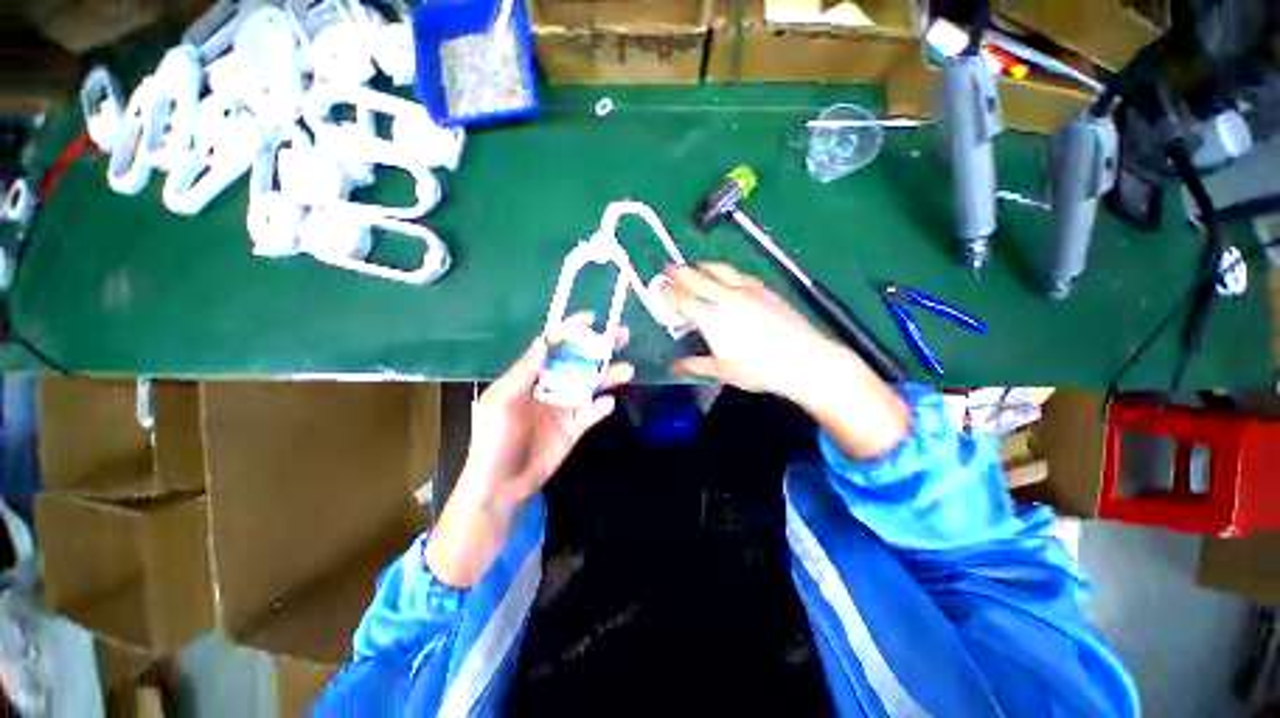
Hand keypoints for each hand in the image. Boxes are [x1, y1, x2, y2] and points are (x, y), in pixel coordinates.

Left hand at [426, 320, 633, 587]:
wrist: (501, 484)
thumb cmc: (494, 439)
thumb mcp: (501, 402)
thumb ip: (524, 372)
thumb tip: (544, 340)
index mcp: (530, 376)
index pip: (553, 347)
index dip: (570, 332)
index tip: (590, 319)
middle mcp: (550, 387)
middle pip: (579, 362)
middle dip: (599, 349)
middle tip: (621, 336)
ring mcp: (564, 407)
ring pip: (591, 385)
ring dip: (609, 376)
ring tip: (627, 370)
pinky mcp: (575, 427)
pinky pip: (592, 412)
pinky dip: (601, 407)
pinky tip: (607, 404)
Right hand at [662, 263, 907, 458]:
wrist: (802, 358)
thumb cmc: (758, 369)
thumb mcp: (722, 371)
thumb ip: (695, 365)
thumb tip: (673, 368)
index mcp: (711, 318)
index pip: (683, 300)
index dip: (669, 292)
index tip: (660, 285)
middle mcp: (725, 298)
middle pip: (697, 278)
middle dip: (680, 272)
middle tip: (669, 267)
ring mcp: (746, 290)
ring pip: (719, 270)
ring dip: (703, 265)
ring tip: (695, 265)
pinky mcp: (763, 289)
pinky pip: (739, 273)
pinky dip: (726, 271)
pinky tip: (728, 274)